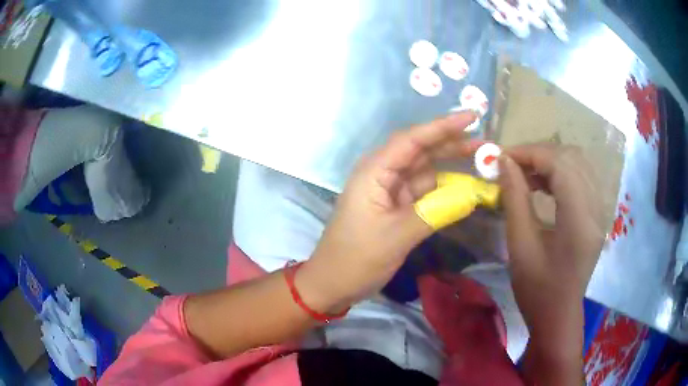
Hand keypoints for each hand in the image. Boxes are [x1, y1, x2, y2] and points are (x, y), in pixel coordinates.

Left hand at [299, 112, 480, 309]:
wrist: (333, 283)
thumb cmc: (356, 259)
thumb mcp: (396, 236)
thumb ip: (435, 213)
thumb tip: (472, 195)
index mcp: (374, 172)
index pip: (412, 140)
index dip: (443, 126)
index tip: (472, 116)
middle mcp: (382, 174)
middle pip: (420, 150)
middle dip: (451, 142)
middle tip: (484, 139)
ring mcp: (389, 190)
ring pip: (425, 170)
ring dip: (451, 164)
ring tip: (480, 158)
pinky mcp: (396, 206)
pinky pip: (424, 191)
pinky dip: (443, 188)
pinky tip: (464, 186)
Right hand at [499, 144, 603, 310]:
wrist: (558, 315)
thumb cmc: (537, 288)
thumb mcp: (521, 244)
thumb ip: (515, 197)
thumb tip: (503, 162)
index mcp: (580, 218)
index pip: (559, 164)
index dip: (530, 153)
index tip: (502, 156)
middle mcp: (596, 207)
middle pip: (571, 158)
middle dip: (539, 154)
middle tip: (512, 165)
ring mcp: (600, 209)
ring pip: (578, 164)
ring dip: (550, 161)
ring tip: (525, 173)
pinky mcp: (597, 214)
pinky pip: (581, 177)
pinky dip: (560, 172)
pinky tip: (543, 184)